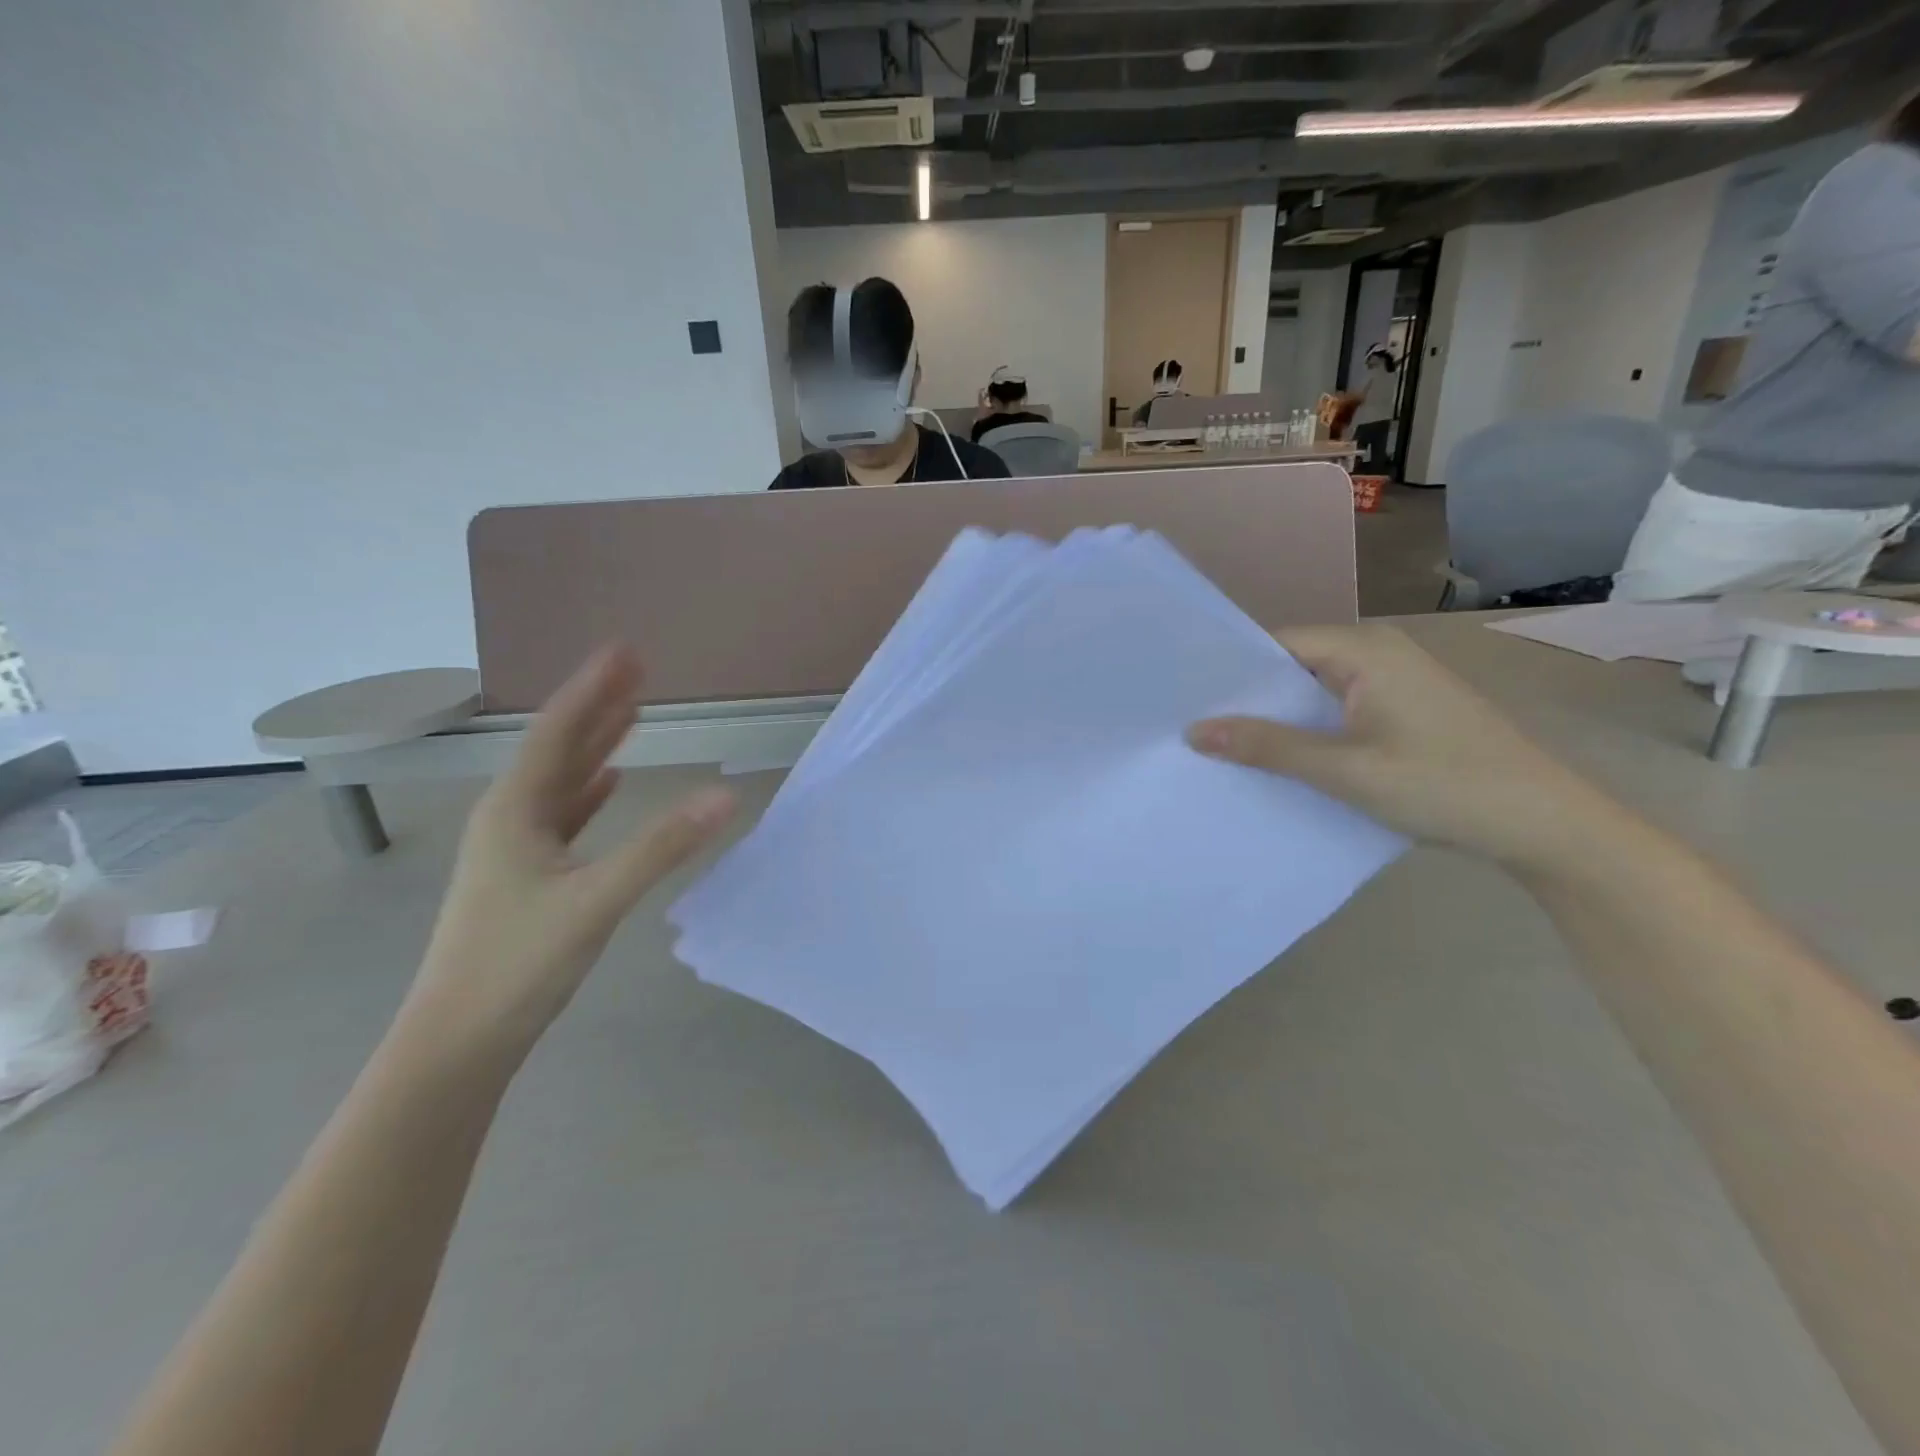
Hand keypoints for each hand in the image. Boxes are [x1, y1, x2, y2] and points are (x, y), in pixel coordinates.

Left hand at [404, 647, 734, 1057]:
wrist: (457, 1043)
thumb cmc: (517, 964)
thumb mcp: (595, 900)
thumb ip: (662, 846)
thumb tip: (726, 795)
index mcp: (515, 811)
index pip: (559, 732)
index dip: (594, 689)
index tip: (626, 650)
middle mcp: (510, 818)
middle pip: (560, 748)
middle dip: (599, 707)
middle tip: (637, 669)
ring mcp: (515, 849)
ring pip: (562, 781)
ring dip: (596, 744)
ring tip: (630, 712)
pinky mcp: (526, 877)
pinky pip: (564, 816)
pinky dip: (589, 792)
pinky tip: (607, 782)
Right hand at [1188, 624, 1621, 866]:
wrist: (1544, 825)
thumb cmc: (1443, 785)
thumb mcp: (1344, 769)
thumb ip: (1267, 746)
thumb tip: (1194, 730)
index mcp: (1364, 650)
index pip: (1275, 644)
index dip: (1230, 672)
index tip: (1184, 700)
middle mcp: (1377, 653)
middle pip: (1292, 666)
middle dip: (1249, 698)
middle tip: (1192, 728)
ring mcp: (1394, 681)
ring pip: (1314, 692)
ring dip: (1278, 719)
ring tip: (1222, 746)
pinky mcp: (1403, 709)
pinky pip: (1337, 710)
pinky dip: (1308, 732)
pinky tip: (1279, 759)